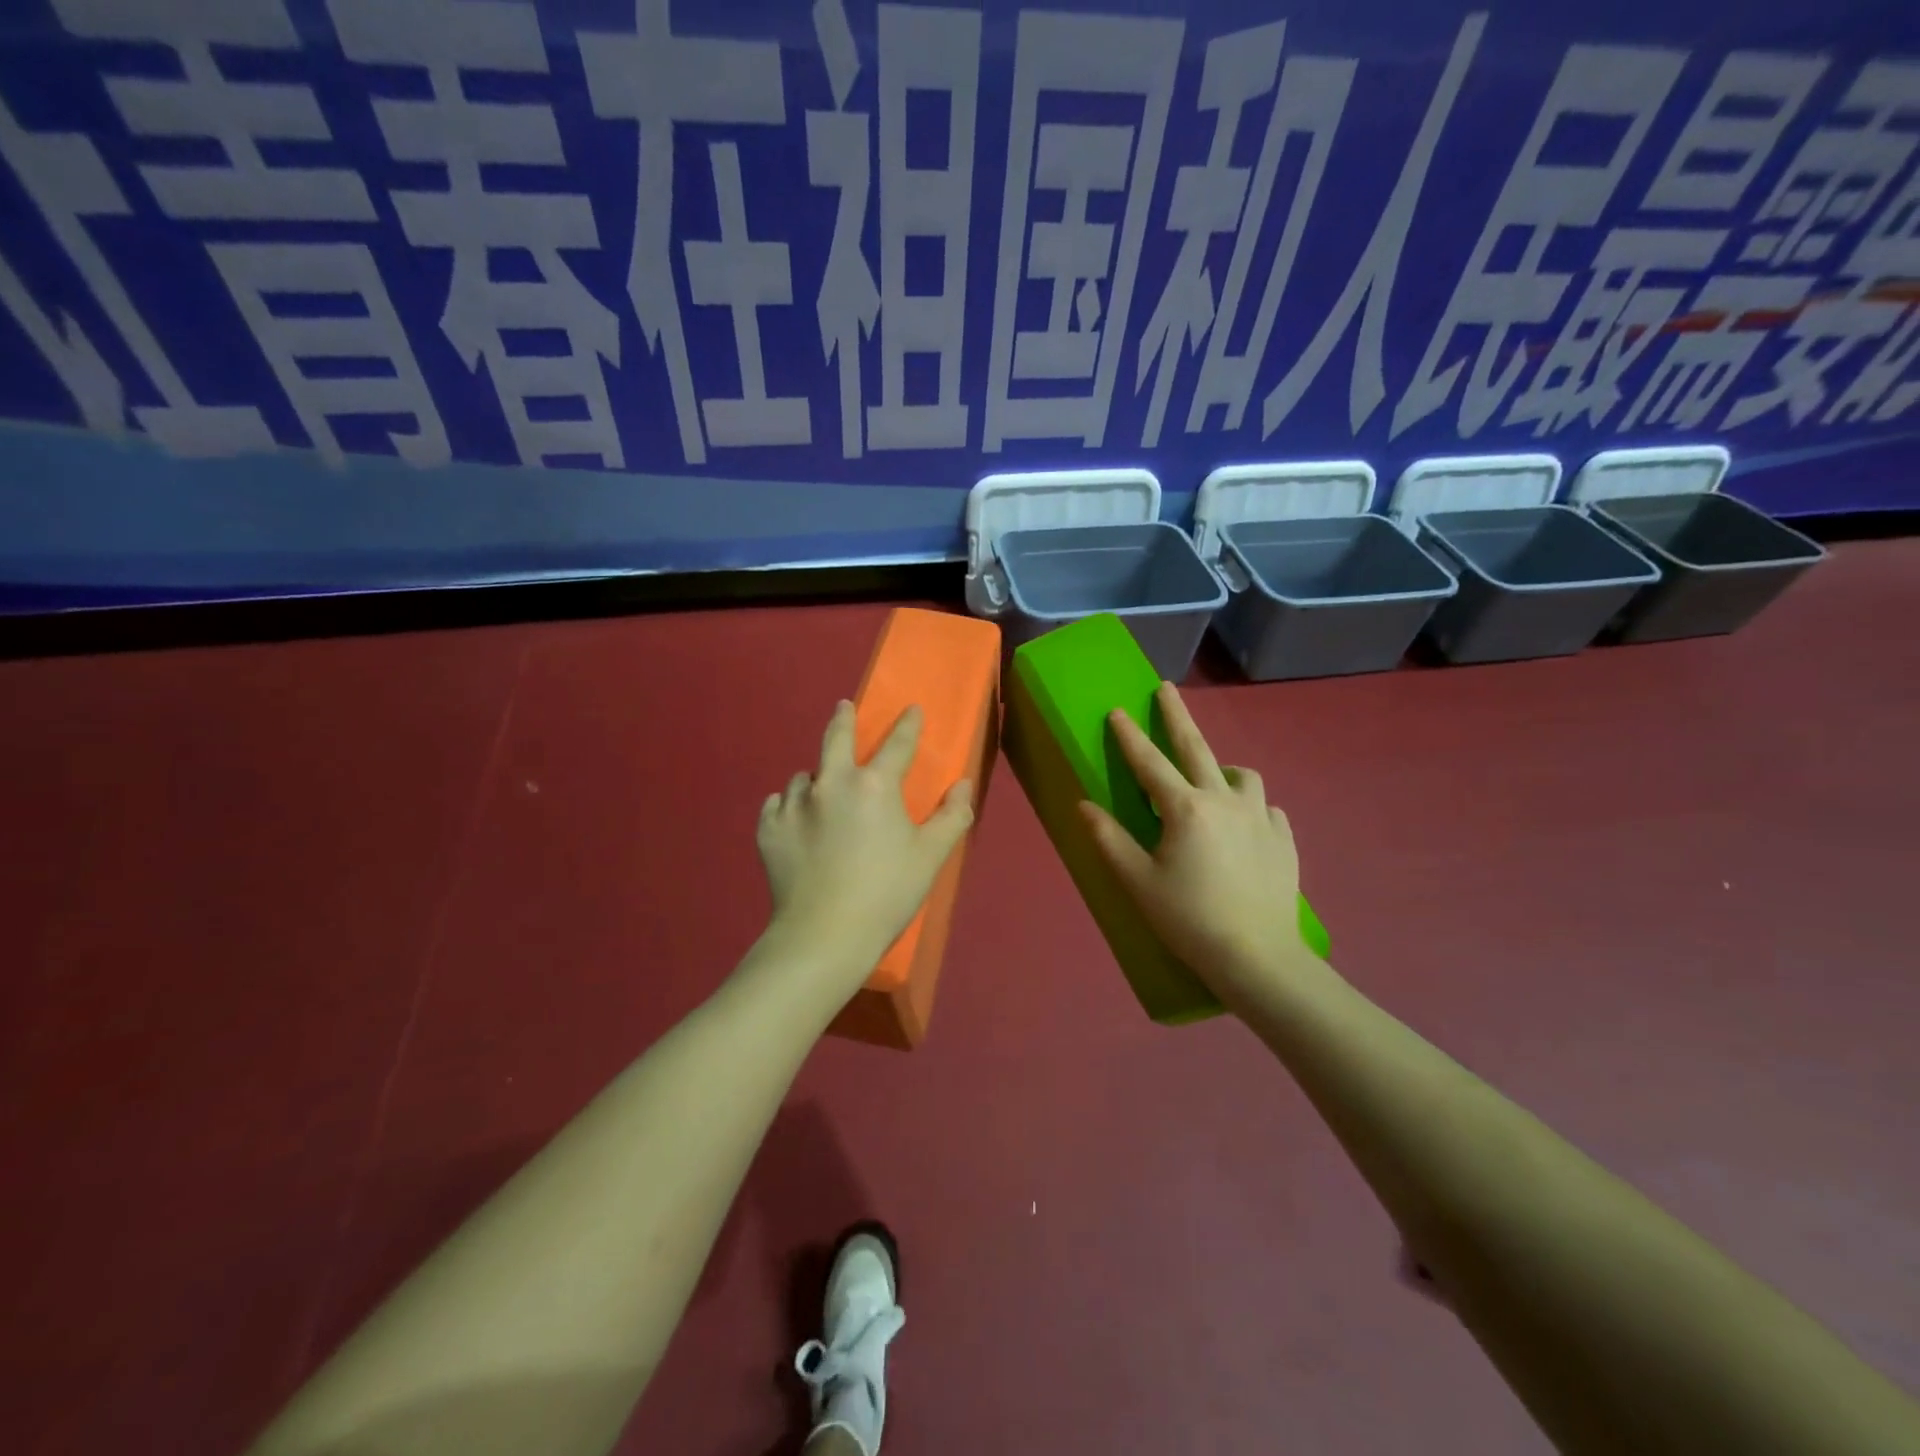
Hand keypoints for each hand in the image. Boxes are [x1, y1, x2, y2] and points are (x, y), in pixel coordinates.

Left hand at [756, 699, 973, 997]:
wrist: (825, 934)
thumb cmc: (887, 894)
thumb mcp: (931, 857)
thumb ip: (952, 816)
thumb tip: (963, 784)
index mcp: (875, 786)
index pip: (898, 744)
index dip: (909, 725)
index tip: (912, 710)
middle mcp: (831, 783)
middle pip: (835, 738)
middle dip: (842, 719)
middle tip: (843, 707)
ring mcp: (795, 804)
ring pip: (805, 777)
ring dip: (817, 779)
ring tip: (822, 793)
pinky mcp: (769, 828)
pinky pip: (778, 804)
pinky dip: (788, 806)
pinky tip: (795, 819)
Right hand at [1079, 683, 1315, 994]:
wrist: (1259, 958)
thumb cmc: (1188, 920)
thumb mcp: (1138, 882)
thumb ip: (1109, 839)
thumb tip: (1083, 806)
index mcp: (1184, 809)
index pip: (1149, 762)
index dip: (1129, 735)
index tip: (1117, 709)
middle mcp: (1224, 800)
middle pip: (1197, 747)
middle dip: (1177, 715)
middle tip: (1166, 689)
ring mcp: (1260, 817)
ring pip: (1242, 775)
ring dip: (1222, 768)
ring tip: (1212, 780)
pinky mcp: (1284, 838)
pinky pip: (1265, 807)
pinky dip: (1249, 805)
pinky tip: (1243, 825)